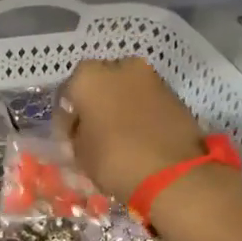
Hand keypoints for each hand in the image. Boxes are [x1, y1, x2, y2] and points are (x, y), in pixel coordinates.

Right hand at [59, 58, 206, 202]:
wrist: (172, 173)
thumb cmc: (113, 159)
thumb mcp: (79, 153)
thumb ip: (74, 134)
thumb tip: (80, 129)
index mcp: (88, 77)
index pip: (67, 93)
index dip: (67, 117)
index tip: (70, 137)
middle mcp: (120, 67)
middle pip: (100, 85)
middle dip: (96, 105)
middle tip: (94, 134)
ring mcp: (151, 77)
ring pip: (126, 90)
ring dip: (120, 108)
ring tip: (118, 137)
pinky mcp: (174, 94)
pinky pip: (146, 101)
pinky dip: (140, 114)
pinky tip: (139, 137)